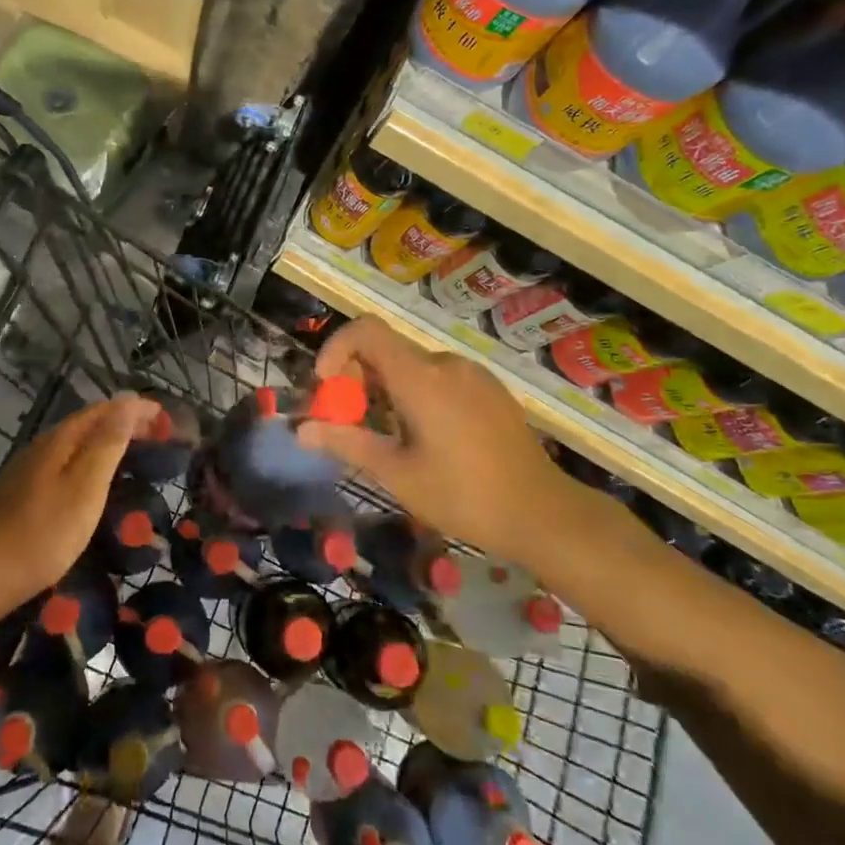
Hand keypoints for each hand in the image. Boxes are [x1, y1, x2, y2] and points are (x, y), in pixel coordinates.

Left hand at [0, 393, 161, 615]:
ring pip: (72, 445)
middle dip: (123, 424)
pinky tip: (89, 486)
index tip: (167, 420)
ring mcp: (23, 472)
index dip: (136, 409)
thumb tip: (128, 401)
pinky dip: (86, 464)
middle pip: (87, 424)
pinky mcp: (15, 497)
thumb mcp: (84, 490)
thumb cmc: (39, 536)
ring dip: (104, 443)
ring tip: (131, 457)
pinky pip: (61, 465)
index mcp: (59, 441)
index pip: (104, 410)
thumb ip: (106, 445)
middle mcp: (39, 448)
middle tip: (157, 438)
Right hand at [298, 317, 577, 559]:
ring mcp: (472, 374)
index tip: (327, 387)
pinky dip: (416, 394)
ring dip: (387, 390)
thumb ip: (347, 443)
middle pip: (386, 350)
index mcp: (421, 378)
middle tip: (351, 423)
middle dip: (358, 379)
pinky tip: (427, 438)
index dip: (336, 348)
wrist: (543, 514)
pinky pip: (439, 377)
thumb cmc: (463, 496)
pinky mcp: (489, 389)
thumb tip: (301, 430)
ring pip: (412, 366)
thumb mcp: (397, 474)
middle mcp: (446, 364)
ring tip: (390, 437)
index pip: (366, 330)